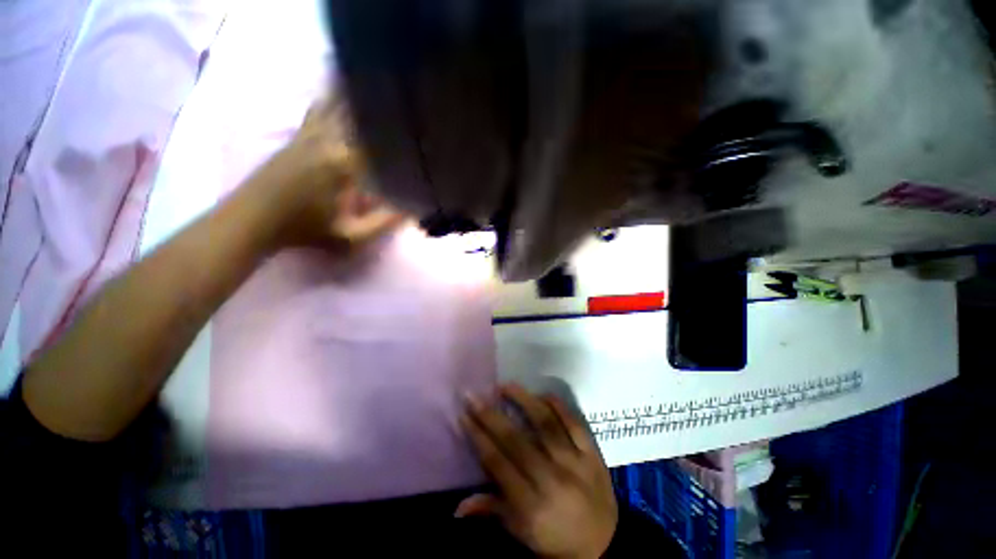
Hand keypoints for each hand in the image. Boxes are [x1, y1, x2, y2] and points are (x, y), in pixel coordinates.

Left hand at [252, 95, 405, 252]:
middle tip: (405, 105)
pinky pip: (320, 108)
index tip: (419, 134)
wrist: (253, 219)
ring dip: (359, 97)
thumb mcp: (351, 236)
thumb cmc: (305, 230)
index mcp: (345, 164)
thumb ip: (384, 223)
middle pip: (361, 114)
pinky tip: (341, 90)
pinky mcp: (299, 134)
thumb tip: (413, 210)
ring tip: (379, 88)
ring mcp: (310, 133)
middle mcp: (329, 140)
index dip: (402, 136)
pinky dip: (334, 98)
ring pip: (339, 105)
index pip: (381, 141)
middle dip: (384, 109)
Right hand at [458, 384, 617, 558]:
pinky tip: (543, 394)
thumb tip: (458, 507)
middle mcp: (551, 479)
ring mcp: (574, 462)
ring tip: (505, 385)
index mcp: (530, 504)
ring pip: (545, 424)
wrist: (605, 545)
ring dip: (523, 400)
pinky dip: (558, 406)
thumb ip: (492, 511)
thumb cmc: (556, 539)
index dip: (478, 437)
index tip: (464, 415)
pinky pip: (573, 423)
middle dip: (491, 415)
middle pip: (516, 440)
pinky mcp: (592, 453)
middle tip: (474, 395)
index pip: (498, 463)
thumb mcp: (522, 533)